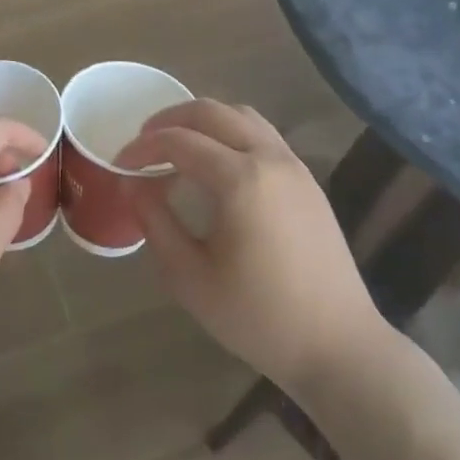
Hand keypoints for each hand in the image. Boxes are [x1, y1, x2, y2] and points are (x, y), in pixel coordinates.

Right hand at [117, 100, 392, 403]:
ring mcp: (294, 166)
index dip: (142, 147)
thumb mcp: (191, 278)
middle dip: (169, 119)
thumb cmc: (259, 317)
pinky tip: (216, 163)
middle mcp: (269, 158)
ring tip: (177, 145)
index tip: (119, 163)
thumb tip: (131, 184)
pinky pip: (262, 134)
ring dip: (203, 120)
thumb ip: (155, 223)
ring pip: (241, 116)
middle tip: (142, 143)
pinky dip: (230, 132)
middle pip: (211, 112)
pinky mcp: (308, 180)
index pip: (179, 141)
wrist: (340, 347)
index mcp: (240, 179)